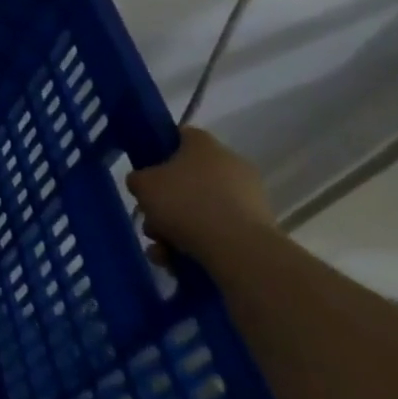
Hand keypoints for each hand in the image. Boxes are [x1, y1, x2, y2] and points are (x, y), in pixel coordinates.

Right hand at [126, 127, 277, 266]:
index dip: (161, 149)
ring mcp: (249, 199)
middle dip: (165, 202)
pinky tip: (176, 262)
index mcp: (206, 146)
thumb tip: (147, 185)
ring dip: (175, 228)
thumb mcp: (142, 184)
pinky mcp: (258, 230)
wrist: (239, 250)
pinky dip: (196, 245)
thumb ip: (139, 179)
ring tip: (161, 251)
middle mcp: (232, 167)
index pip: (182, 136)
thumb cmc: (185, 203)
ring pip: (200, 209)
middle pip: (188, 178)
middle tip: (150, 220)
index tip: (147, 169)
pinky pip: (217, 232)